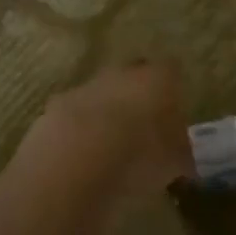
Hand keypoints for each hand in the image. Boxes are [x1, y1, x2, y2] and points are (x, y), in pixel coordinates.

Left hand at [14, 61, 193, 204]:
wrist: (76, 161)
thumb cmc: (140, 156)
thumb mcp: (174, 163)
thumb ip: (180, 155)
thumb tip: (182, 159)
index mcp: (156, 78)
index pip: (170, 71)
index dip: (172, 91)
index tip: (173, 113)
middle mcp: (120, 74)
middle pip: (131, 77)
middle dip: (136, 98)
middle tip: (142, 128)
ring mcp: (83, 87)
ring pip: (99, 95)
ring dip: (104, 114)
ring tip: (110, 147)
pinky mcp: (53, 108)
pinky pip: (73, 114)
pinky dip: (78, 130)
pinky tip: (81, 156)